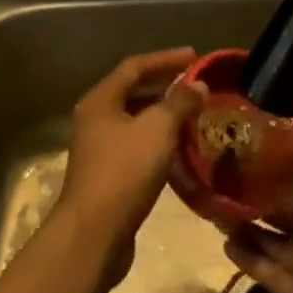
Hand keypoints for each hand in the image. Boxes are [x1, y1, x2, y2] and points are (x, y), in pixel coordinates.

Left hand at [55, 48, 203, 263]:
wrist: (93, 235)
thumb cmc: (124, 172)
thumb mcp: (158, 130)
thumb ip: (180, 103)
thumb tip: (198, 84)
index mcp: (101, 101)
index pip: (135, 67)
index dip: (165, 59)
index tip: (194, 56)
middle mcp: (95, 119)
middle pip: (133, 92)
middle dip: (165, 86)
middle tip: (196, 86)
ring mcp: (99, 149)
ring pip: (136, 122)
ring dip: (164, 116)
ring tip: (194, 116)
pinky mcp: (108, 176)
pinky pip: (137, 147)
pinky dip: (159, 142)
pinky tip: (180, 151)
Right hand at [223, 165, 292, 292]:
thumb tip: (270, 184)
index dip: (292, 166)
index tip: (260, 152)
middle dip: (266, 198)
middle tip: (230, 182)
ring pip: (278, 241)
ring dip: (252, 227)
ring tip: (219, 211)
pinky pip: (271, 271)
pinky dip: (250, 258)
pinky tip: (226, 244)